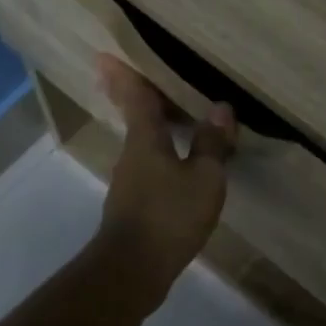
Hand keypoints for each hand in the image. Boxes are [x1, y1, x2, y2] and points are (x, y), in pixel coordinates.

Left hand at [93, 56, 236, 309]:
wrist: (132, 271)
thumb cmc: (169, 216)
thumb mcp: (204, 178)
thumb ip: (212, 144)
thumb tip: (221, 108)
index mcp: (145, 140)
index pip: (135, 97)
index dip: (125, 74)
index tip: (105, 54)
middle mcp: (132, 154)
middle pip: (136, 117)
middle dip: (135, 96)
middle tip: (137, 76)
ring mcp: (129, 181)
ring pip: (143, 143)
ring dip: (154, 127)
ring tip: (174, 116)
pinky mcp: (134, 205)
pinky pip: (150, 166)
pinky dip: (163, 154)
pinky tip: (180, 163)